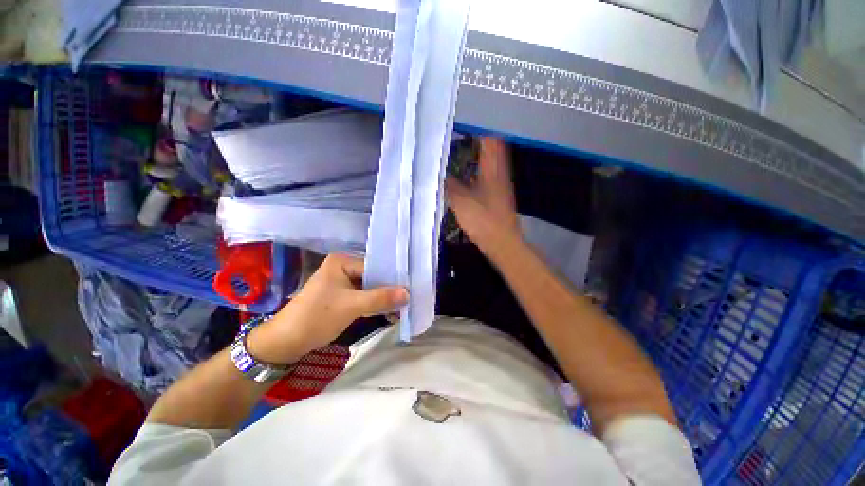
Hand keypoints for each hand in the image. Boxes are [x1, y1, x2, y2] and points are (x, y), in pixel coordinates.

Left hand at [247, 254, 407, 364]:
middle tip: (409, 297)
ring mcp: (341, 282)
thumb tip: (408, 293)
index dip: (392, 278)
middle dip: (389, 289)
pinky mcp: (340, 296)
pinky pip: (362, 297)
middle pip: (373, 277)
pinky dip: (374, 304)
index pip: (374, 266)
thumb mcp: (352, 306)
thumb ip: (381, 298)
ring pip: (369, 288)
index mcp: (342, 261)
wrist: (285, 342)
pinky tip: (389, 311)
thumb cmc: (317, 317)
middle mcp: (343, 268)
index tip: (410, 287)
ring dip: (383, 298)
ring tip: (403, 306)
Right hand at [446, 137, 520, 249]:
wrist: (502, 243)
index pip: (490, 139)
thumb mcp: (461, 201)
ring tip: (459, 152)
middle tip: (458, 138)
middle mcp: (500, 173)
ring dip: (477, 156)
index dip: (478, 130)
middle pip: (492, 149)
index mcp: (493, 170)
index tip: (461, 126)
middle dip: (477, 140)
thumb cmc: (483, 220)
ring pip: (490, 162)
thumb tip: (437, 172)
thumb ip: (448, 184)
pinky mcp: (498, 196)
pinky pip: (488, 176)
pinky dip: (478, 171)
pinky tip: (466, 176)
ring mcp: (500, 185)